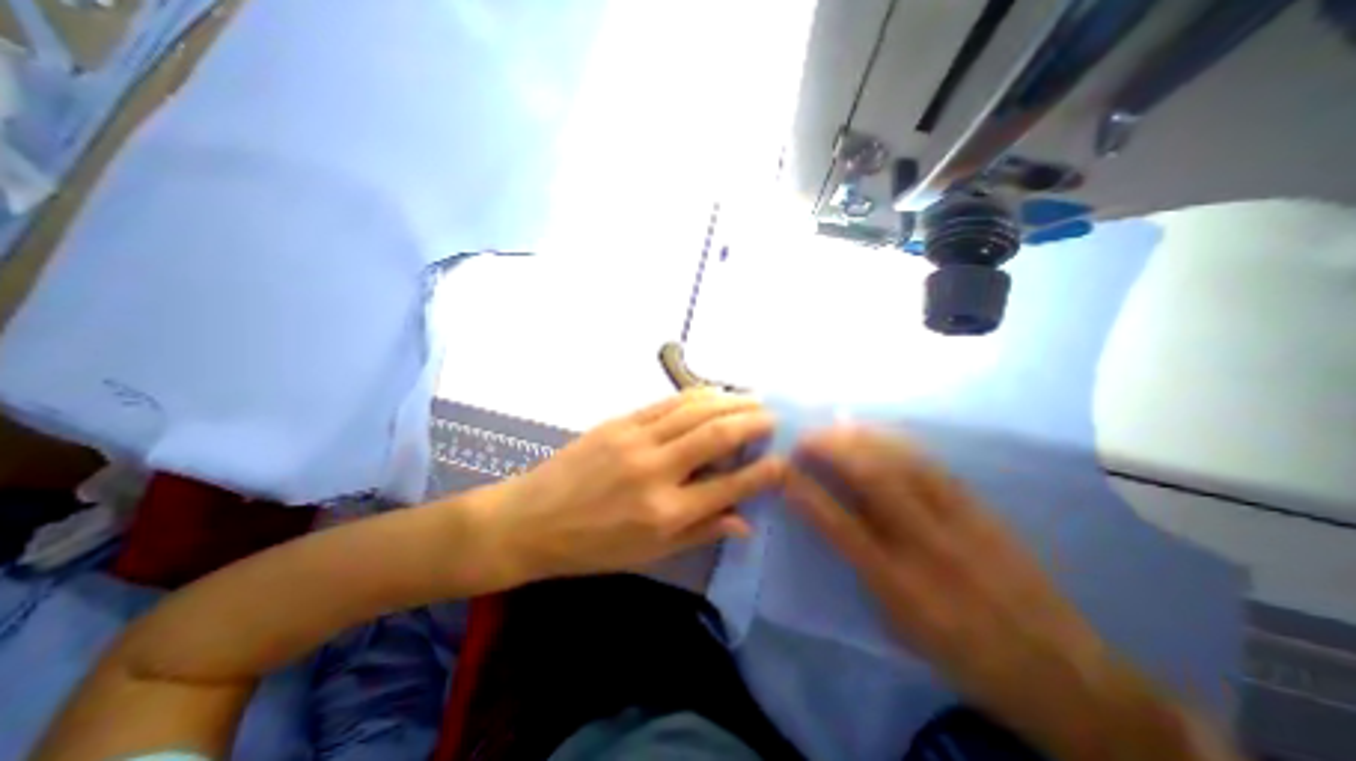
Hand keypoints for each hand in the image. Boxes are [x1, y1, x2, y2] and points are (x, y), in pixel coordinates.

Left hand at [478, 390, 784, 585]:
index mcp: (665, 512)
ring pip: (695, 409)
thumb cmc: (591, 547)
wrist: (530, 519)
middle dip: (754, 421)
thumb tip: (745, 521)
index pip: (730, 486)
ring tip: (754, 398)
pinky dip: (698, 395)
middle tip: (775, 416)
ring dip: (730, 400)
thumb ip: (701, 533)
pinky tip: (715, 392)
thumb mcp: (649, 555)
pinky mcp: (620, 421)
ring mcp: (636, 438)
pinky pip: (668, 402)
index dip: (764, 472)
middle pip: (717, 434)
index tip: (784, 461)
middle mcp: (656, 469)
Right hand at [786, 428, 1112, 749]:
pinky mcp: (979, 507)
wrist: (1061, 671)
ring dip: (861, 437)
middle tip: (805, 439)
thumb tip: (835, 524)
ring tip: (835, 427)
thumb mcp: (899, 625)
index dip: (805, 492)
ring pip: (901, 461)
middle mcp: (924, 542)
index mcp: (898, 582)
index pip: (838, 524)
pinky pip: (930, 463)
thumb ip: (862, 570)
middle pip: (871, 478)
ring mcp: (956, 519)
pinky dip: (897, 442)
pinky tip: (880, 433)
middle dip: (831, 450)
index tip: (783, 471)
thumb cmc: (962, 652)